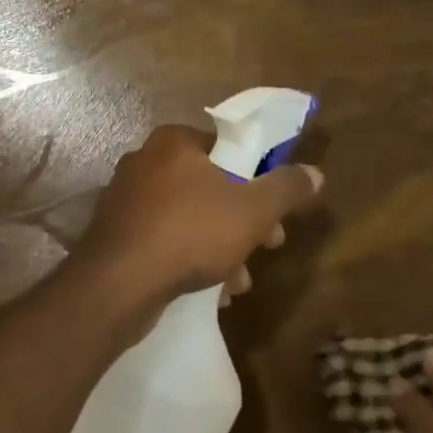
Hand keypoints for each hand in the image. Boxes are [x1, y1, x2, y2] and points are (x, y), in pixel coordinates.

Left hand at [72, 124, 322, 327]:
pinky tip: (210, 291)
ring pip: (190, 216)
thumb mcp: (252, 210)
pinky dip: (190, 257)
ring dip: (221, 246)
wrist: (117, 284)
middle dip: (243, 220)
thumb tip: (315, 172)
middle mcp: (145, 160)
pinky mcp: (117, 232)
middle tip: (266, 247)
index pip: (228, 148)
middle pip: (210, 185)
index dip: (259, 179)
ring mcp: (126, 197)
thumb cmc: (190, 232)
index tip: (276, 212)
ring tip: (238, 283)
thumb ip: (286, 188)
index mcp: (174, 141)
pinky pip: (165, 238)